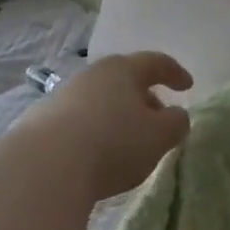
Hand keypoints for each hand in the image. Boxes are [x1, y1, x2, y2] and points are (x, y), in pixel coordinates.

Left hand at [23, 52, 193, 199]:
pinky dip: (94, 130)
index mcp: (123, 70)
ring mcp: (63, 96)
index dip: (175, 73)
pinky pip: (79, 120)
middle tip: (159, 119)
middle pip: (125, 80)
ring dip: (118, 115)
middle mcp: (92, 75)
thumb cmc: (112, 144)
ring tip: (129, 142)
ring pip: (101, 100)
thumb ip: (176, 123)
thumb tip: (176, 116)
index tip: (188, 86)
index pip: (155, 62)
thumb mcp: (159, 137)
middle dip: (145, 98)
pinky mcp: (42, 121)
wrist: (44, 167)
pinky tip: (96, 154)